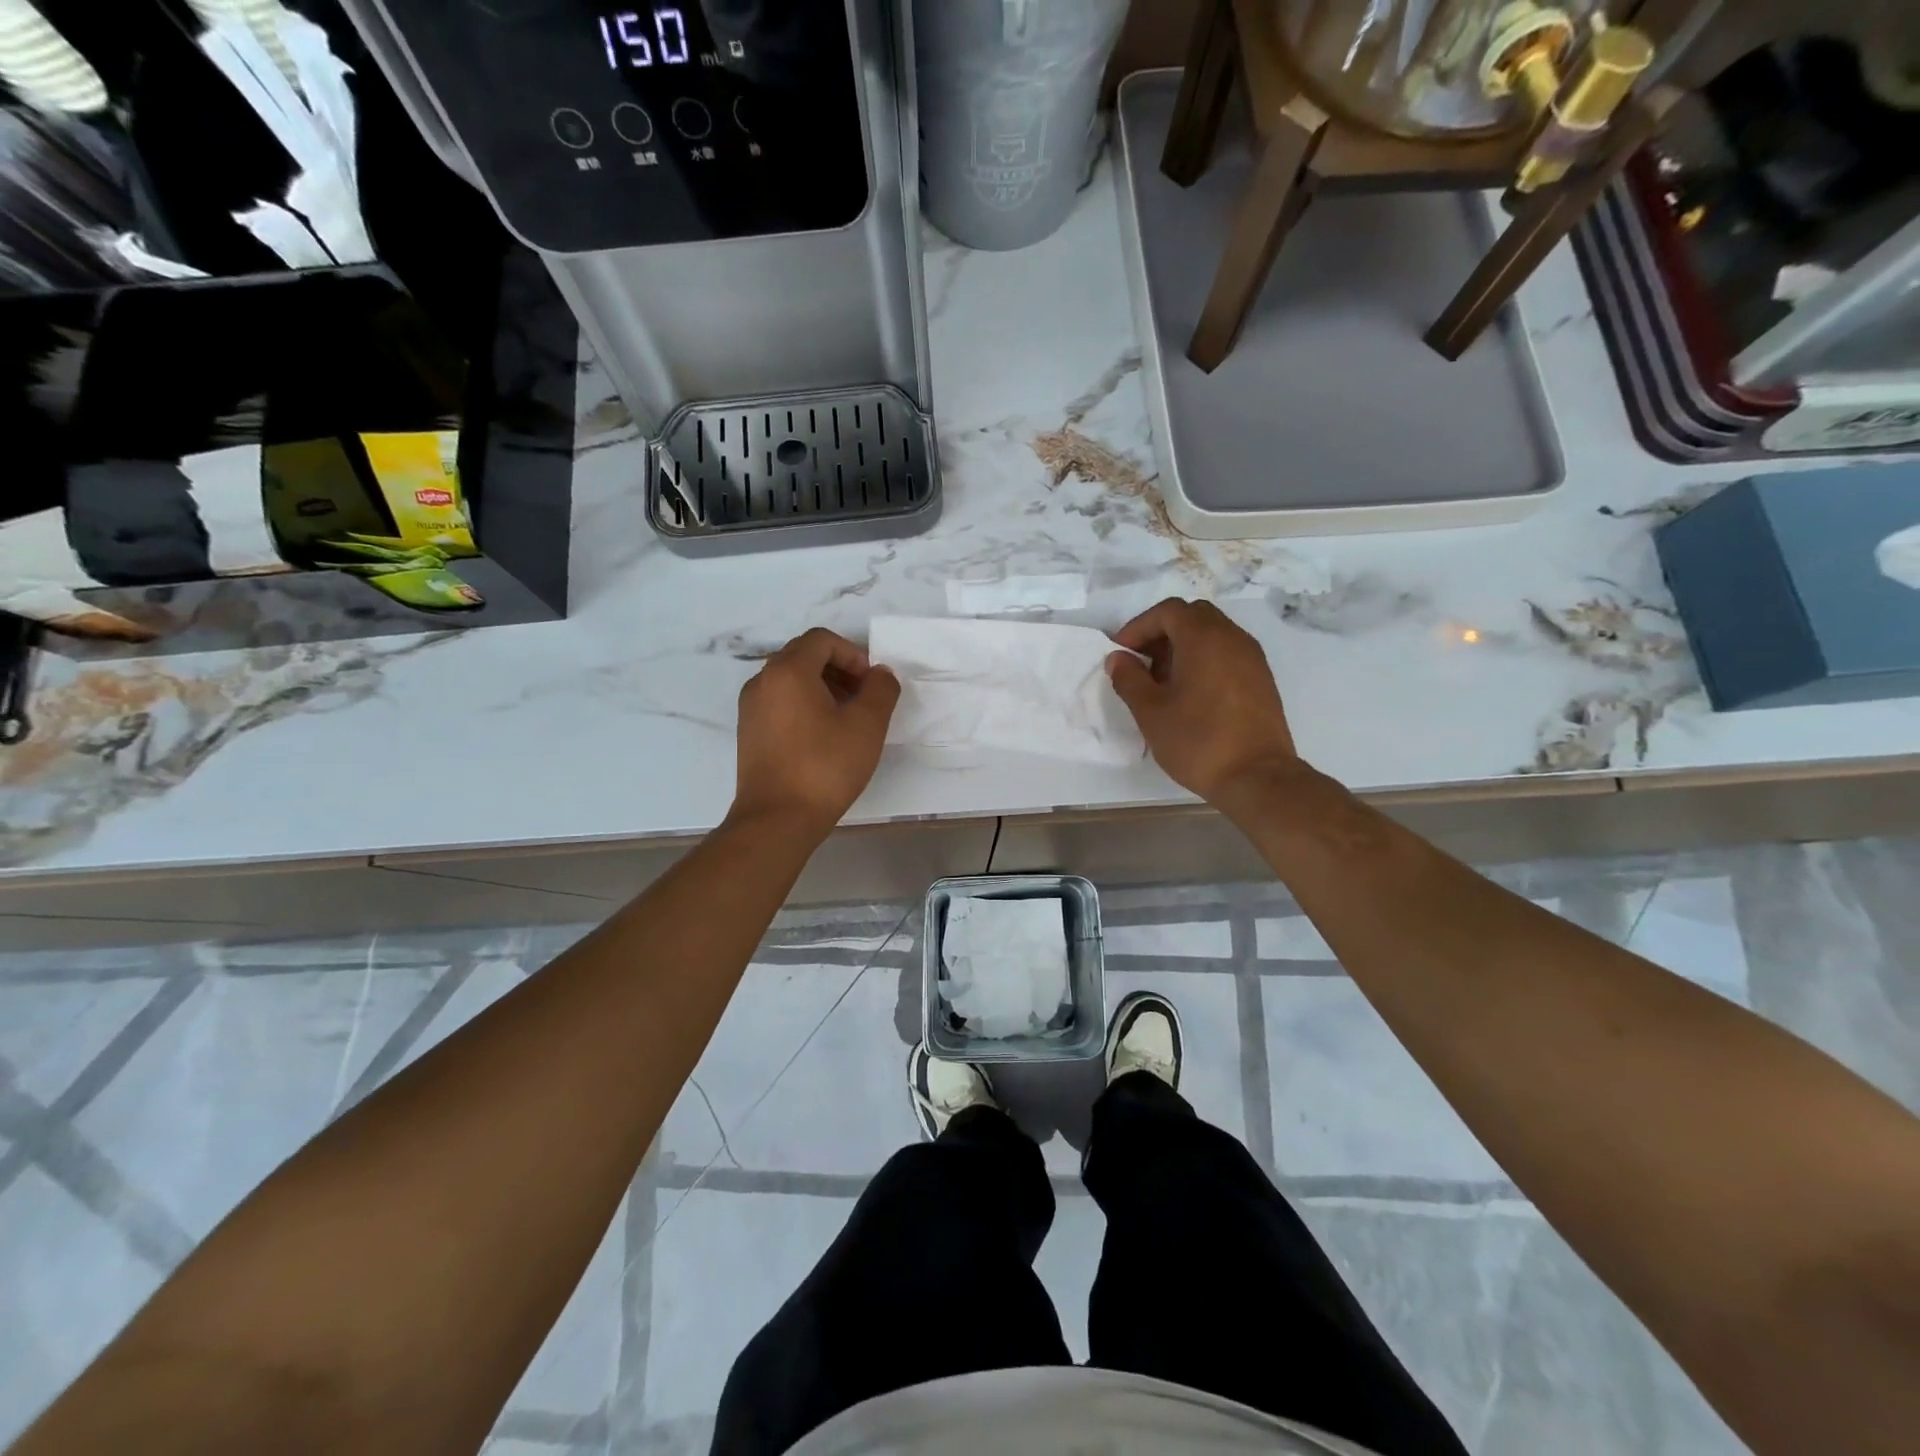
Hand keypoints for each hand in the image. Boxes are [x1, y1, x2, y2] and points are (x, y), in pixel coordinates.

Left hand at [731, 627, 899, 834]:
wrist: (777, 819)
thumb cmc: (825, 767)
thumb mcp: (866, 725)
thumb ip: (880, 690)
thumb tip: (880, 674)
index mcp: (787, 671)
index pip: (822, 640)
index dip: (853, 654)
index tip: (872, 684)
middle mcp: (762, 681)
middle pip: (804, 656)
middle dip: (839, 669)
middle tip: (864, 698)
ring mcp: (751, 708)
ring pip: (790, 680)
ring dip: (823, 687)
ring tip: (848, 718)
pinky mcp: (750, 732)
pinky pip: (780, 702)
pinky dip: (804, 705)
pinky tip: (824, 736)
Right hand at [1107, 599, 1298, 803]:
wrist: (1257, 777)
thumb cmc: (1197, 741)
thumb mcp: (1151, 712)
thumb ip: (1129, 679)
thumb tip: (1118, 659)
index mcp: (1204, 638)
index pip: (1168, 611)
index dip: (1139, 626)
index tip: (1121, 653)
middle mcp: (1232, 638)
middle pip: (1193, 616)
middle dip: (1162, 632)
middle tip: (1141, 663)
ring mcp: (1252, 658)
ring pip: (1212, 634)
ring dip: (1183, 647)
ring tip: (1162, 682)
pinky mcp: (1261, 679)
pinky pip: (1227, 653)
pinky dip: (1204, 660)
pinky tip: (1189, 694)